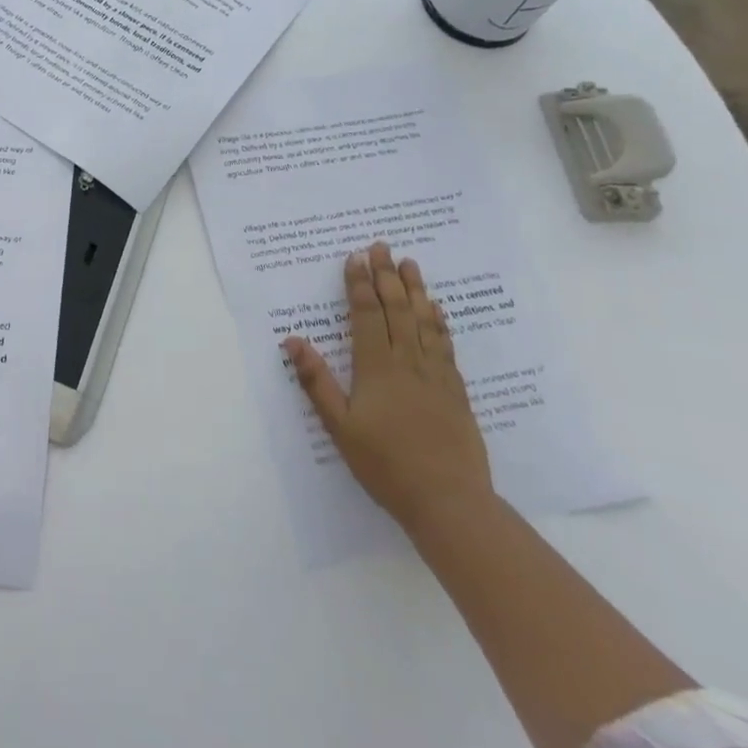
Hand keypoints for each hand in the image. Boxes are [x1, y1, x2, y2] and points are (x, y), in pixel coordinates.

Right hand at [282, 242, 492, 532]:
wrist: (449, 501)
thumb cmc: (385, 464)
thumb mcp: (340, 426)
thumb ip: (317, 382)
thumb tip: (292, 340)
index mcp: (376, 367)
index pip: (366, 314)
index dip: (359, 284)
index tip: (355, 257)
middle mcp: (407, 361)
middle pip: (397, 308)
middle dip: (387, 275)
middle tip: (381, 246)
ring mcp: (435, 374)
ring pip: (424, 321)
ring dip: (416, 289)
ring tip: (410, 264)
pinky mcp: (455, 390)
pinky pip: (446, 344)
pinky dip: (440, 321)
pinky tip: (437, 309)